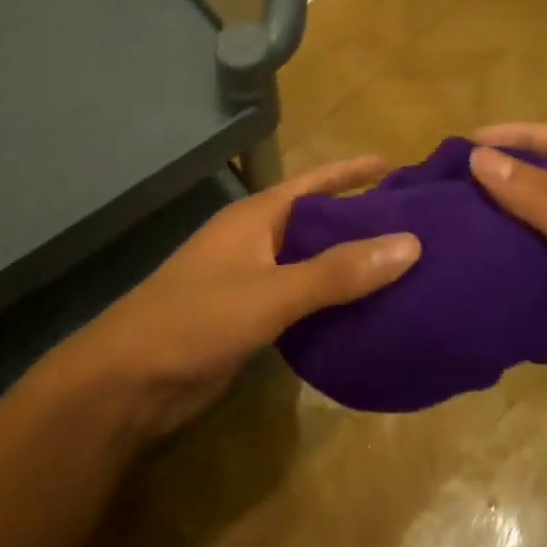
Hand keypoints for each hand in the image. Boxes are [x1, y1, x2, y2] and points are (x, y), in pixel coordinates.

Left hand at [70, 156, 419, 436]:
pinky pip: (301, 301)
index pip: (313, 184)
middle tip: (416, 224)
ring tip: (404, 269)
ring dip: (349, 265)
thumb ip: (337, 272)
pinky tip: (367, 315)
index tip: (394, 165)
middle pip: (316, 222)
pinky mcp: (250, 318)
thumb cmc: (196, 320)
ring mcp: (250, 280)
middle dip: (360, 221)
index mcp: (255, 218)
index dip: (351, 172)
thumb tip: (411, 243)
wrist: (130, 381)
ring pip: (311, 264)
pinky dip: (332, 303)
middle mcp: (255, 241)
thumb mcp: (271, 293)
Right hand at [469, 124, 546, 452]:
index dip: (521, 137)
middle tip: (448, 187)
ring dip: (496, 226)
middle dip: (501, 181)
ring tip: (448, 224)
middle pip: (546, 188)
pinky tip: (467, 269)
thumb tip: (479, 157)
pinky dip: (500, 269)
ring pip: (532, 234)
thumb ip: (544, 201)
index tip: (469, 144)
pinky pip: (528, 277)